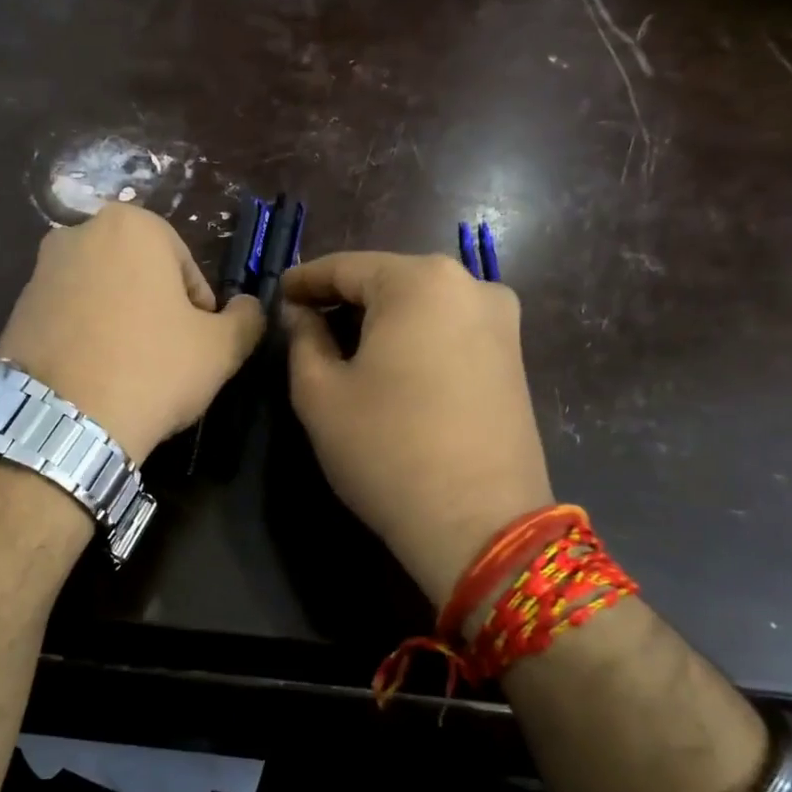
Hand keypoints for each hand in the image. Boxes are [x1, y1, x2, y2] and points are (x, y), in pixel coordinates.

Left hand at [0, 205, 264, 463]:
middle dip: (156, 311)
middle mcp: (78, 232)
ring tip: (128, 373)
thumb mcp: (220, 348)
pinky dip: (85, 339)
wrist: (63, 420)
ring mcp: (39, 270)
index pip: (185, 267)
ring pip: (102, 296)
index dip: (199, 311)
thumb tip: (250, 307)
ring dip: (120, 325)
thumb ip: (246, 318)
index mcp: (132, 225)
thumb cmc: (152, 369)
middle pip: (140, 276)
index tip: (196, 347)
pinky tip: (94, 378)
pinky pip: (68, 318)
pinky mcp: (15, 309)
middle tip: (165, 359)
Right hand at [281, 252, 554, 608]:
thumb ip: (302, 338)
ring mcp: (501, 320)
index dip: (305, 280)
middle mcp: (470, 285)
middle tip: (305, 322)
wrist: (480, 524)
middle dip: (344, 299)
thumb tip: (301, 313)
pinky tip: (390, 365)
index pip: (346, 267)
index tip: (278, 294)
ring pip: (422, 304)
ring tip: (343, 346)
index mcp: (420, 281)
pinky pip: (449, 329)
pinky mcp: (514, 356)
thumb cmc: (387, 450)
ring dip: (380, 319)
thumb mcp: (320, 394)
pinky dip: (414, 338)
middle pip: (389, 281)